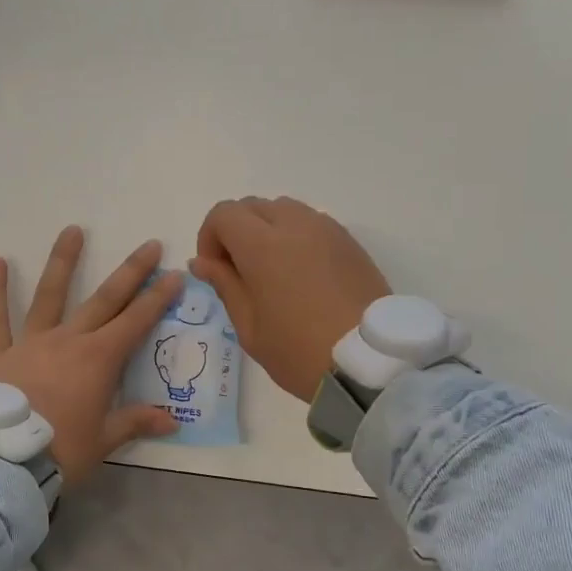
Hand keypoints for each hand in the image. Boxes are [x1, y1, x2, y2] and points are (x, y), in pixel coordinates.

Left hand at [0, 226, 183, 484]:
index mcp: (99, 360)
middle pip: (105, 300)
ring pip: (50, 295)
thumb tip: (172, 422)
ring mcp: (32, 343)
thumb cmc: (61, 451)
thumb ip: (136, 422)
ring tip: (73, 230)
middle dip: (131, 273)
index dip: (158, 298)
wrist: (5, 462)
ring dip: (63, 262)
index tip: (174, 274)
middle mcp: (69, 341)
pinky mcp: (0, 354)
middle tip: (149, 246)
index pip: (136, 322)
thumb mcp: (105, 440)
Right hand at [190, 197, 389, 399]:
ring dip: (267, 230)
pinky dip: (296, 237)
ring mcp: (326, 229)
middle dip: (236, 231)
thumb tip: (202, 262)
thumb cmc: (299, 351)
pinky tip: (301, 275)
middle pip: (252, 206)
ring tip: (272, 272)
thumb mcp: (249, 327)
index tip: (215, 271)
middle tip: (240, 273)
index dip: (209, 238)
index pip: (223, 214)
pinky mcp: (349, 241)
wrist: (369, 363)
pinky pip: (312, 223)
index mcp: (262, 245)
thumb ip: (224, 285)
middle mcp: (294, 224)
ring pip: (284, 210)